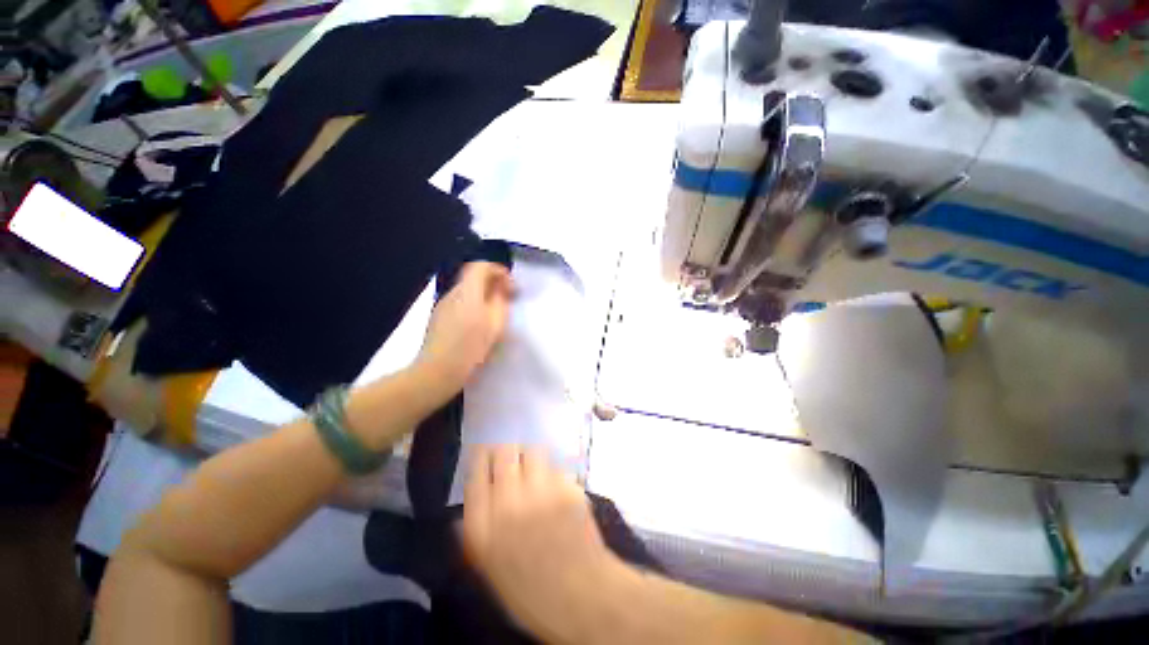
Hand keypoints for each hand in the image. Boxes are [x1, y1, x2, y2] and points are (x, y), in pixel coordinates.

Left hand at [413, 262, 512, 400]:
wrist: (438, 370)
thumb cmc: (471, 346)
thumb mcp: (495, 323)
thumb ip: (500, 301)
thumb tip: (500, 289)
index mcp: (468, 291)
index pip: (481, 266)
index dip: (498, 271)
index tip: (510, 286)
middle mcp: (452, 293)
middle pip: (472, 277)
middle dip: (492, 283)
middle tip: (506, 298)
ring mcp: (442, 305)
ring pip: (466, 291)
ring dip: (482, 294)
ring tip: (495, 312)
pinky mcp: (437, 318)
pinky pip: (459, 303)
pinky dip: (472, 305)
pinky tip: (478, 323)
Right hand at [461, 445, 625, 643]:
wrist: (580, 596)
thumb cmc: (531, 592)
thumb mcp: (491, 570)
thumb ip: (475, 537)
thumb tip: (460, 515)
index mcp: (483, 528)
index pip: (475, 473)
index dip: (479, 458)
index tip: (483, 454)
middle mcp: (509, 504)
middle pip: (503, 453)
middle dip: (505, 451)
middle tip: (511, 457)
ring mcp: (541, 493)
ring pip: (532, 452)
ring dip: (531, 457)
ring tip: (534, 468)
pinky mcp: (567, 488)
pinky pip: (556, 466)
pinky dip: (553, 471)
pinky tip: (555, 484)